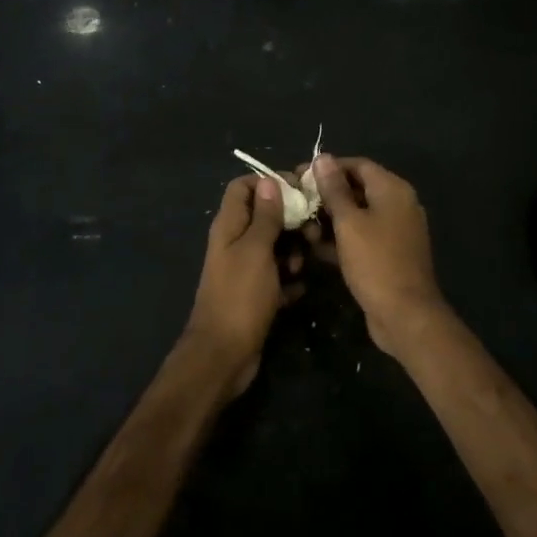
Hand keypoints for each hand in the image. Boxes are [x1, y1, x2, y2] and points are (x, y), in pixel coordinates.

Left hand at [188, 175, 305, 395]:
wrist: (224, 355)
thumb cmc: (240, 297)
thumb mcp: (256, 250)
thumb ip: (265, 216)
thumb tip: (269, 181)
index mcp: (229, 225)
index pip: (244, 186)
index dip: (270, 183)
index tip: (300, 190)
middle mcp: (235, 242)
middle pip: (265, 215)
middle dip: (290, 219)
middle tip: (312, 232)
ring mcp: (245, 269)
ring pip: (274, 246)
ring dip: (293, 251)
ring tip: (302, 266)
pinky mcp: (255, 293)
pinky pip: (278, 276)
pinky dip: (290, 279)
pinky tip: (300, 289)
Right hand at [304, 155, 447, 359]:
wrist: (405, 315)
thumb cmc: (375, 262)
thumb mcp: (349, 223)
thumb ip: (334, 189)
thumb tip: (323, 158)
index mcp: (393, 190)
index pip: (357, 165)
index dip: (328, 168)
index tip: (300, 176)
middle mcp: (398, 204)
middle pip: (357, 189)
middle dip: (326, 196)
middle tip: (296, 204)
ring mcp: (395, 231)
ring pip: (357, 215)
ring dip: (330, 220)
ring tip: (302, 229)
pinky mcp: (388, 254)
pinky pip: (362, 237)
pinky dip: (341, 239)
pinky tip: (315, 249)